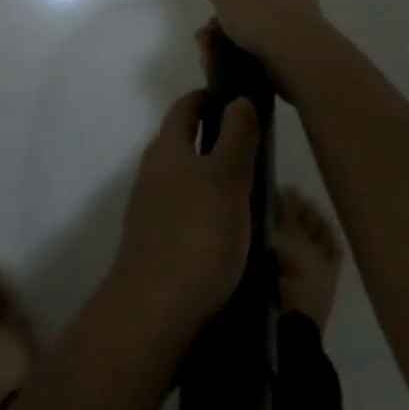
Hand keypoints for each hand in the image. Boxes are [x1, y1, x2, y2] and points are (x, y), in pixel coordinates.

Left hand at [112, 89, 260, 338]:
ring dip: (216, 182)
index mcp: (167, 147)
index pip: (186, 107)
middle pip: (185, 143)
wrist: (154, 312)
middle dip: (218, 141)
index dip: (210, 97)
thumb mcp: (227, 177)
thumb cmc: (196, 233)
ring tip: (254, 195)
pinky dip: (210, 215)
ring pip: (188, 182)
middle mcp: (153, 172)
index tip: (239, 99)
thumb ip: (236, 136)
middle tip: (257, 150)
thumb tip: (238, 97)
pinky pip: (188, 217)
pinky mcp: (156, 245)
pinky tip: (234, 236)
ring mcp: (151, 210)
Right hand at [195, 0, 333, 90]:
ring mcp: (294, 19)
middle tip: (210, 18)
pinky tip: (219, 61)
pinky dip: (235, 51)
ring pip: (252, 20)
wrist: (298, 57)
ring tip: (208, 45)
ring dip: (226, 31)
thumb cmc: (260, 10)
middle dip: (229, 1)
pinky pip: (256, 45)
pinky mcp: (293, 49)